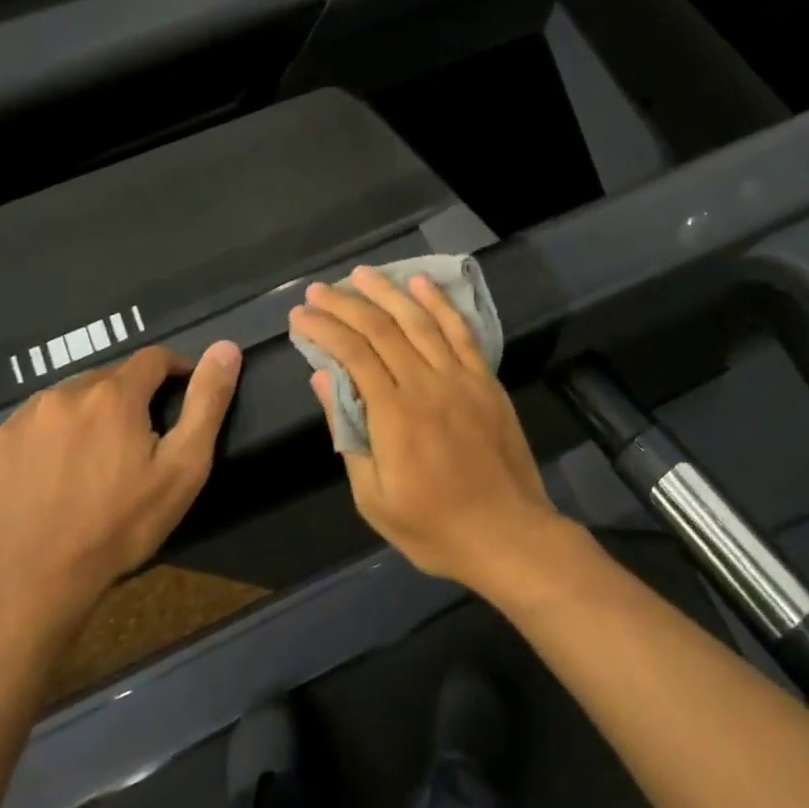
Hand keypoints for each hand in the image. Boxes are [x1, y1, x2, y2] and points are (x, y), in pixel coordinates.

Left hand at [0, 341, 241, 625]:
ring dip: (94, 413)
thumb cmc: (121, 524)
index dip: (177, 371)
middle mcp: (66, 392)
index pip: (155, 358)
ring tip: (102, 457)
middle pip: (113, 377)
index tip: (183, 398)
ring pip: (74, 398)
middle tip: (144, 440)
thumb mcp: (183, 466)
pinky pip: (40, 423)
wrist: (33, 584)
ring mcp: (24, 419)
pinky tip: (62, 473)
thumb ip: (207, 401)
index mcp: (114, 394)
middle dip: (134, 397)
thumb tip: (226, 347)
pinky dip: (58, 434)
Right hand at [290, 267, 570, 595]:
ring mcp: (461, 377)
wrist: (507, 533)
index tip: (301, 316)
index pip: (352, 353)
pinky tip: (423, 284)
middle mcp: (427, 383)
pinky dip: (440, 304)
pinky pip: (461, 332)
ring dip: (389, 292)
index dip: (324, 329)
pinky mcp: (486, 379)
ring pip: (420, 321)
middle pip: (382, 329)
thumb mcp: (374, 498)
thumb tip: (323, 380)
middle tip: (319, 290)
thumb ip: (348, 434)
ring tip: (362, 274)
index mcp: (395, 414)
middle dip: (346, 304)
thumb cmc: (434, 527)